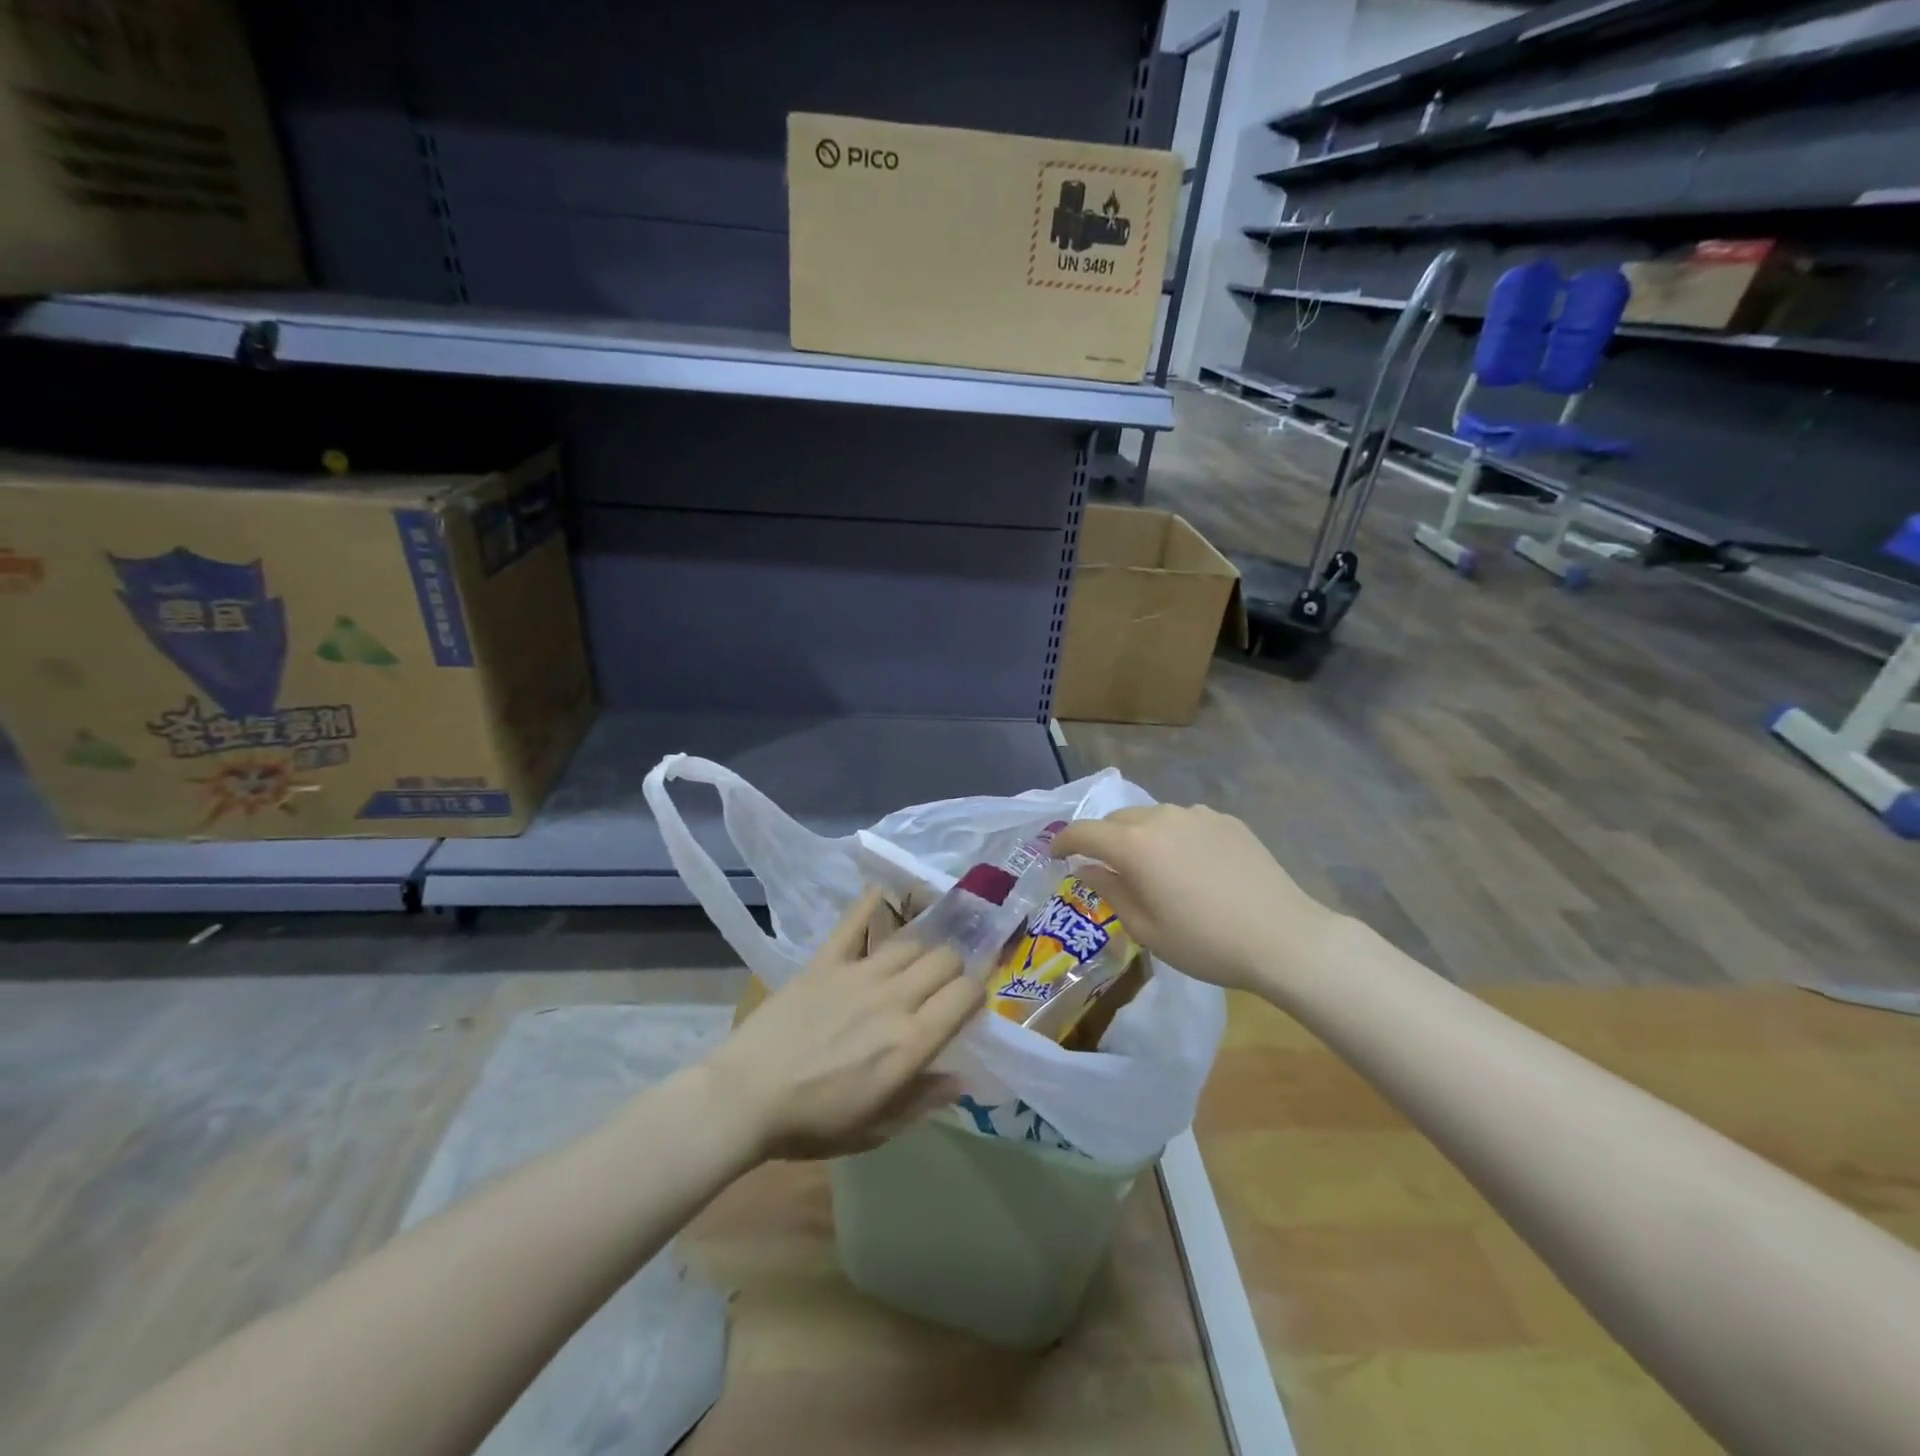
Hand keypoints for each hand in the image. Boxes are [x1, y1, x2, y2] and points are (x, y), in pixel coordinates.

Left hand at [704, 888, 982, 1160]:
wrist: (745, 1097)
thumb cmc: (812, 1122)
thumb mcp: (875, 1129)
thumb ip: (923, 1100)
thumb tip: (963, 1078)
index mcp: (911, 1042)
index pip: (966, 995)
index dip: (976, 993)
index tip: (969, 1003)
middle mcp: (895, 998)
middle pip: (946, 959)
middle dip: (954, 968)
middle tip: (942, 985)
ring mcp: (860, 973)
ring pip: (912, 941)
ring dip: (922, 949)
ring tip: (914, 961)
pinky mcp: (827, 960)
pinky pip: (856, 921)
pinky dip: (872, 902)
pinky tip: (883, 892)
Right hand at [1051, 804, 1342, 994]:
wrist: (1283, 937)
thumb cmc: (1205, 942)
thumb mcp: (1146, 928)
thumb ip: (1111, 891)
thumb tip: (1089, 869)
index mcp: (1134, 845)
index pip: (1084, 832)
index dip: (1064, 841)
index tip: (1055, 854)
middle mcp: (1161, 818)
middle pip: (1117, 820)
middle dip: (1103, 839)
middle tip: (1104, 867)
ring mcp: (1197, 815)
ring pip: (1152, 817)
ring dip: (1140, 836)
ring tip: (1151, 867)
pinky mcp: (1226, 820)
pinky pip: (1185, 822)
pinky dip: (1174, 836)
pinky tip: (1191, 865)